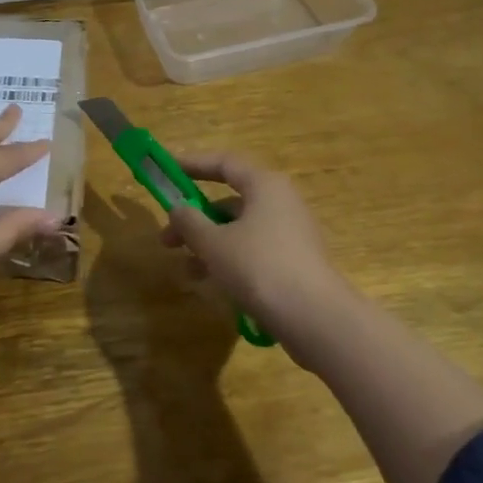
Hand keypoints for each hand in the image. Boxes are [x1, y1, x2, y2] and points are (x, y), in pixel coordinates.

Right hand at [161, 151, 357, 362]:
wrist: (315, 318)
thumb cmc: (259, 267)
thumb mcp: (213, 243)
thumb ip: (189, 222)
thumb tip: (178, 209)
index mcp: (265, 186)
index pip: (225, 163)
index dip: (193, 164)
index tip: (168, 169)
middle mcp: (281, 203)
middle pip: (229, 201)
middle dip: (195, 219)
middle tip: (167, 239)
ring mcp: (290, 234)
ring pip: (239, 230)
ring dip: (208, 245)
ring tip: (186, 271)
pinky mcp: (294, 262)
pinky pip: (253, 251)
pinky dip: (229, 260)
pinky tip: (212, 283)